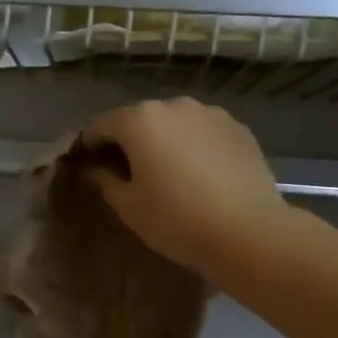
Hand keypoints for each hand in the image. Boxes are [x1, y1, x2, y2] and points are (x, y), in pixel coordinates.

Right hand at [81, 98, 291, 277]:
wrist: (248, 232)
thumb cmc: (176, 220)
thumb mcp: (128, 206)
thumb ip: (104, 180)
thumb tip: (94, 169)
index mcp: (139, 119)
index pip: (99, 126)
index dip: (89, 147)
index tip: (89, 170)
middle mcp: (174, 105)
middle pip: (138, 119)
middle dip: (128, 143)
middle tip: (128, 176)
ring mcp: (211, 114)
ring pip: (174, 124)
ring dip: (163, 142)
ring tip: (168, 176)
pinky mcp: (238, 128)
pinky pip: (202, 133)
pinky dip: (193, 147)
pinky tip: (200, 177)